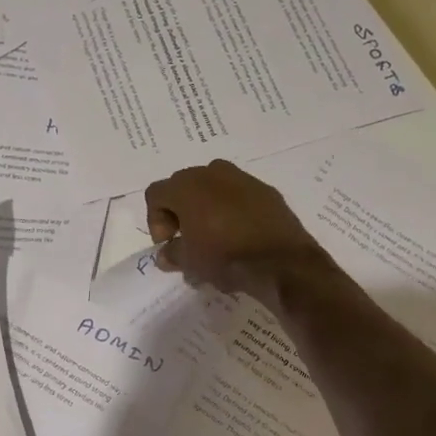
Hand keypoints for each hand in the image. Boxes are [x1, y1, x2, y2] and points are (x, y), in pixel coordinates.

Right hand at [145, 160, 330, 301]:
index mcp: (186, 186)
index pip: (156, 194)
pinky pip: (238, 195)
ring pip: (212, 187)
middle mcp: (212, 173)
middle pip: (183, 186)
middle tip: (186, 238)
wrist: (281, 261)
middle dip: (179, 211)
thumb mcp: (190, 262)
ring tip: (213, 235)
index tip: (168, 243)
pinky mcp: (266, 190)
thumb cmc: (225, 257)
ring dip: (206, 207)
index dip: (155, 220)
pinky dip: (232, 209)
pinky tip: (239, 234)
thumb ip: (172, 254)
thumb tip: (166, 254)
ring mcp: (242, 178)